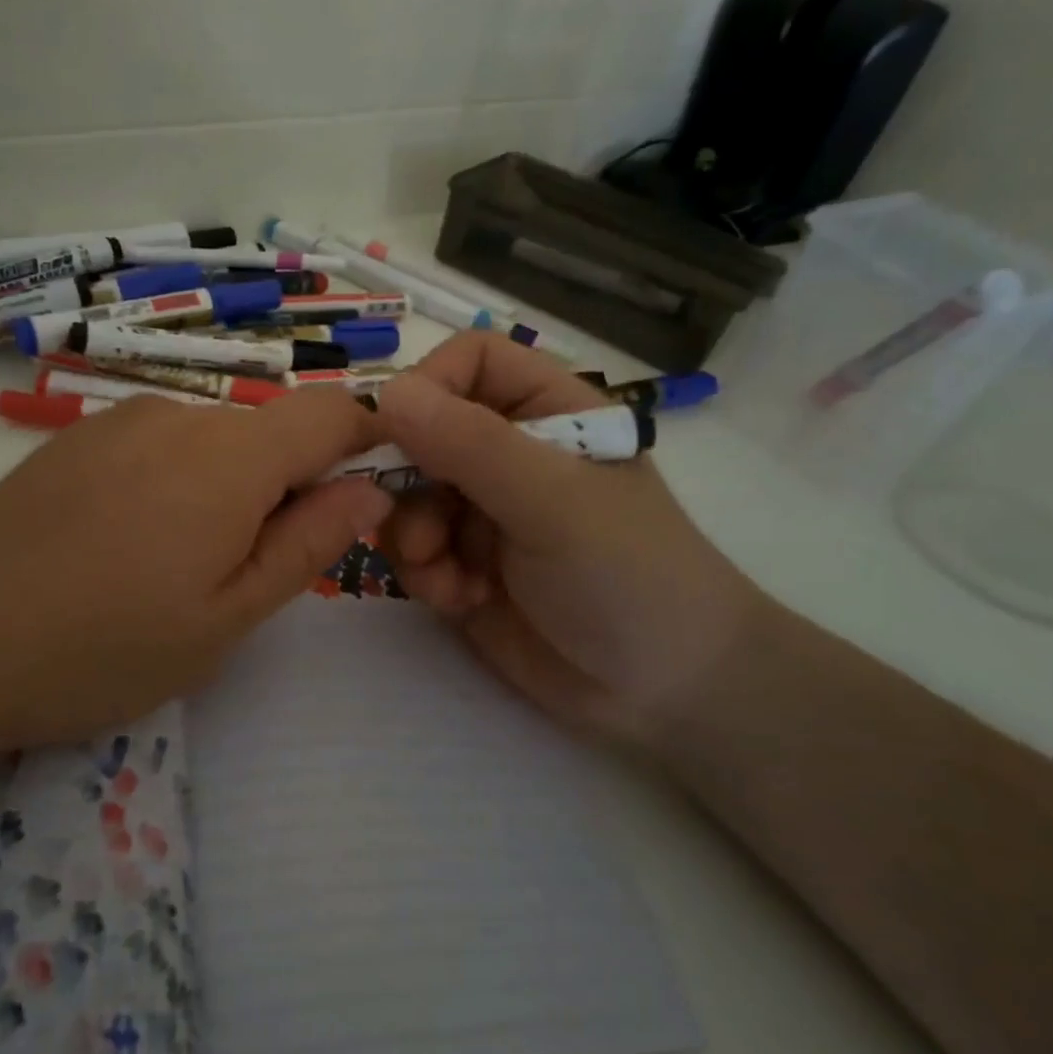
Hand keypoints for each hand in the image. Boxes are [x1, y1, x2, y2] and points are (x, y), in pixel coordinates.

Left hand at [0, 390, 389, 751]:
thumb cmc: (107, 646)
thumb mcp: (228, 617)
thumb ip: (308, 544)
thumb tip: (369, 490)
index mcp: (232, 458)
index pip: (331, 412)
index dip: (365, 440)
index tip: (363, 493)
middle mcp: (180, 416)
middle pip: (268, 432)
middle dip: (284, 487)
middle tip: (245, 572)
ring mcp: (120, 420)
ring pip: (211, 441)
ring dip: (224, 489)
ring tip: (172, 568)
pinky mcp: (77, 437)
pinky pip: (157, 445)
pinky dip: (173, 482)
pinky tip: (122, 545)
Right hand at [375, 333, 770, 748]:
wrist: (665, 691)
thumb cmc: (628, 573)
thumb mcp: (553, 502)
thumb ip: (471, 445)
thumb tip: (387, 392)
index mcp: (545, 413)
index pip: (469, 362)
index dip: (427, 383)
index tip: (397, 432)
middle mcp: (505, 454)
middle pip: (420, 432)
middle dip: (405, 479)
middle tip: (413, 520)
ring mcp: (480, 512)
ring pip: (404, 496)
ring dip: (412, 536)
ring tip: (445, 574)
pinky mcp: (461, 566)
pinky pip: (412, 550)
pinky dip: (424, 574)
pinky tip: (461, 601)